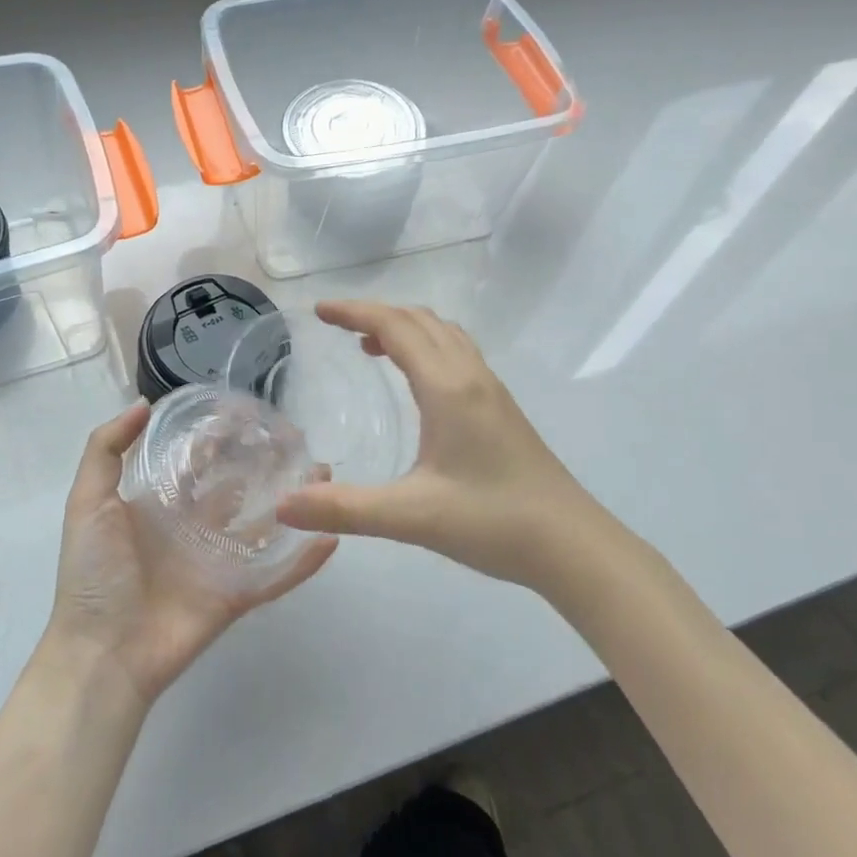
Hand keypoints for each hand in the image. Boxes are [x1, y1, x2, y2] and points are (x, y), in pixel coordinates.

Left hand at [46, 403, 335, 704]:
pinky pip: (276, 575)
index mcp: (160, 505)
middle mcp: (192, 527)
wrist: (102, 654)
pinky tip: (330, 537)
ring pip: (262, 524)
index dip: (219, 439)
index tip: (248, 414)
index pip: (196, 462)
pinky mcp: (236, 595)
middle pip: (237, 488)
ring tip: (322, 474)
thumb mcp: (88, 502)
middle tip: (297, 439)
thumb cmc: (94, 574)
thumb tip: (144, 403)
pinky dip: (302, 560)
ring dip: (291, 502)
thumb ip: (105, 449)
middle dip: (263, 463)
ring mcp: (217, 562)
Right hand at [277, 301, 599, 589]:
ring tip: (370, 346)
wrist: (572, 544)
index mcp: (447, 387)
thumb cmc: (493, 521)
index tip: (318, 311)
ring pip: (443, 334)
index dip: (354, 312)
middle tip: (336, 325)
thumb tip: (283, 505)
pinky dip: (426, 345)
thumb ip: (345, 509)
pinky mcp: (501, 408)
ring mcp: (491, 390)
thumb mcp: (411, 516)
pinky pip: (457, 353)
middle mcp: (470, 376)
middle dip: (375, 313)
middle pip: (419, 320)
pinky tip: (417, 383)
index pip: (395, 327)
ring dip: (404, 327)